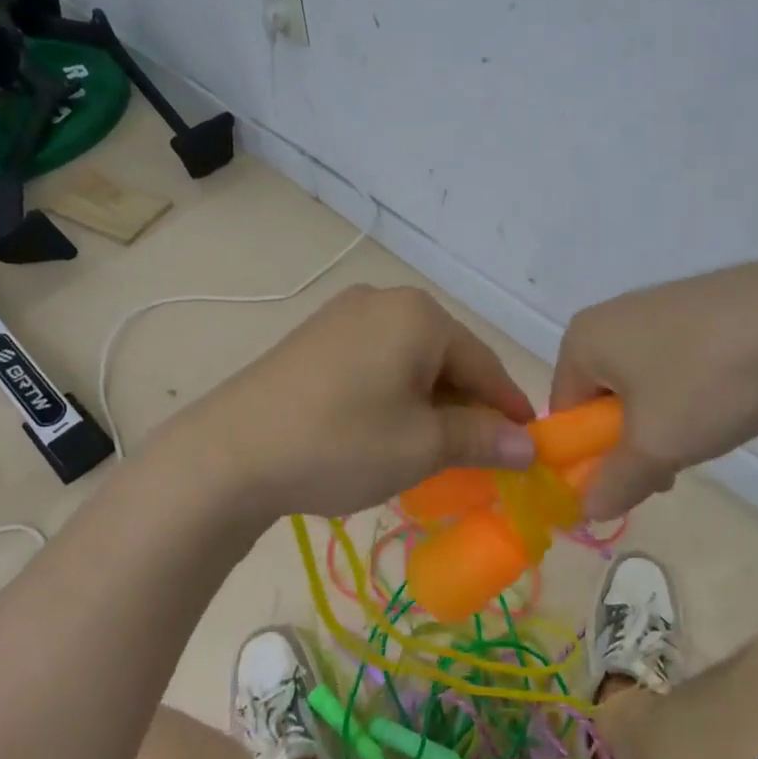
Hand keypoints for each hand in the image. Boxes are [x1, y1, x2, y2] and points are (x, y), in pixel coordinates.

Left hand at [173, 284, 536, 520]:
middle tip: (477, 458)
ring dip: (429, 404)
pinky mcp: (314, 338)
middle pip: (447, 358)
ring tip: (430, 450)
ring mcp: (343, 315)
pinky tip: (384, 430)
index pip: (484, 364)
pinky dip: (393, 396)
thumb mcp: (422, 446)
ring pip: (409, 362)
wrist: (229, 453)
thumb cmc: (341, 443)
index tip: (526, 449)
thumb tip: (528, 446)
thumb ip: (482, 439)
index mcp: (419, 315)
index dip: (508, 409)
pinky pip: (374, 363)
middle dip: (466, 408)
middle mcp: (384, 301)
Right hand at [552, 256, 757, 517]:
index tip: (633, 480)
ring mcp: (657, 305)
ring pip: (642, 383)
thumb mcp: (656, 446)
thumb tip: (586, 509)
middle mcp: (611, 315)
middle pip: (602, 398)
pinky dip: (690, 389)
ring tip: (709, 431)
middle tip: (672, 463)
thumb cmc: (707, 380)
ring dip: (662, 420)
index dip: (591, 457)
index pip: (565, 413)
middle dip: (631, 440)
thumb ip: (614, 483)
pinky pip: (675, 360)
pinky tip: (728, 398)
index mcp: (584, 340)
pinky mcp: (699, 305)